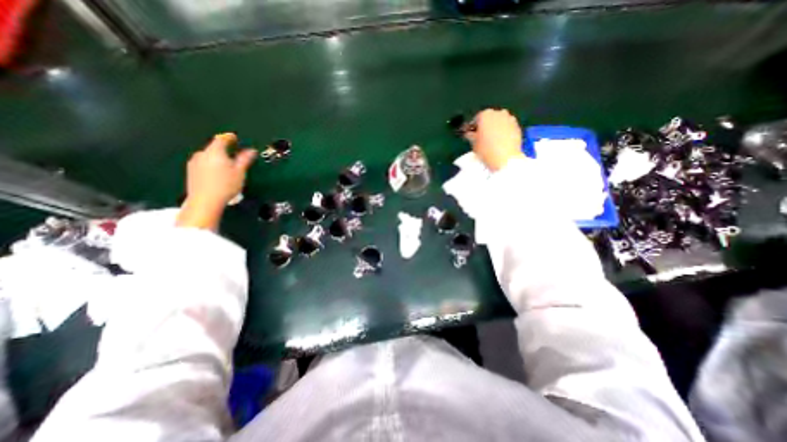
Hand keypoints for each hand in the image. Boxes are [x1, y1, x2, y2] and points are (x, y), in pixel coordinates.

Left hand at [177, 132, 257, 231]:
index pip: (222, 139)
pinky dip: (212, 166)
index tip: (234, 137)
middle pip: (214, 148)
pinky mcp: (191, 171)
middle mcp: (202, 154)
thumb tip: (251, 150)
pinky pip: (204, 164)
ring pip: (209, 157)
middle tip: (234, 156)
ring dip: (218, 159)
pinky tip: (218, 174)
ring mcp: (194, 163)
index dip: (229, 137)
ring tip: (227, 167)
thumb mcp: (240, 171)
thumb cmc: (226, 185)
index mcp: (215, 152)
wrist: (205, 200)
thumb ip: (245, 159)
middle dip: (224, 150)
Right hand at [469, 109, 524, 171]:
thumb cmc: (486, 150)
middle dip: (485, 126)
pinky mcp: (517, 126)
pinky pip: (507, 127)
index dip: (473, 128)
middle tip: (482, 138)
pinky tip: (501, 142)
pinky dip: (504, 132)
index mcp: (485, 114)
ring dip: (495, 128)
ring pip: (499, 122)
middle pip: (489, 118)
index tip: (472, 135)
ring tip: (492, 141)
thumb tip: (470, 133)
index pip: (476, 119)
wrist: (506, 158)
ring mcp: (510, 118)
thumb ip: (470, 135)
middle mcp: (498, 113)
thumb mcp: (473, 143)